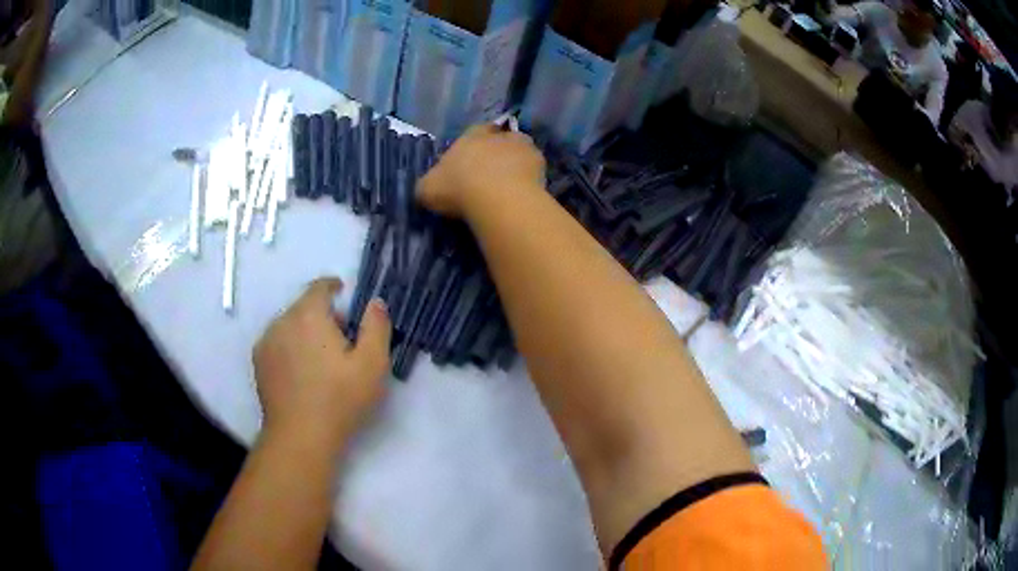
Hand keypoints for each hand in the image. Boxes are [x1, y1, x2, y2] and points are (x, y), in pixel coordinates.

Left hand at [253, 278, 391, 452]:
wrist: (300, 436)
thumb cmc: (339, 399)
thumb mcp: (372, 364)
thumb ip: (377, 326)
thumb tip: (374, 303)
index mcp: (309, 315)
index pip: (319, 286)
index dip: (334, 287)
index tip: (345, 296)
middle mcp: (282, 320)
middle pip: (304, 307)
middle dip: (323, 316)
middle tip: (342, 343)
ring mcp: (266, 342)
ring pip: (290, 325)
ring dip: (305, 333)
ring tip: (321, 362)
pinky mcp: (259, 362)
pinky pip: (277, 343)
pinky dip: (290, 348)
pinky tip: (301, 374)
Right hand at [417, 123, 545, 217]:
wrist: (496, 197)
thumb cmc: (457, 187)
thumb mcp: (428, 188)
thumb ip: (429, 184)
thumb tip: (429, 187)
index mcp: (472, 135)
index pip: (477, 131)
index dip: (475, 145)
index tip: (473, 163)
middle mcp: (500, 135)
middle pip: (502, 140)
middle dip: (499, 154)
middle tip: (492, 176)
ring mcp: (524, 148)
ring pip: (522, 153)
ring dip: (517, 166)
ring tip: (511, 188)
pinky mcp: (541, 167)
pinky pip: (535, 173)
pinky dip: (530, 182)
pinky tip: (523, 197)